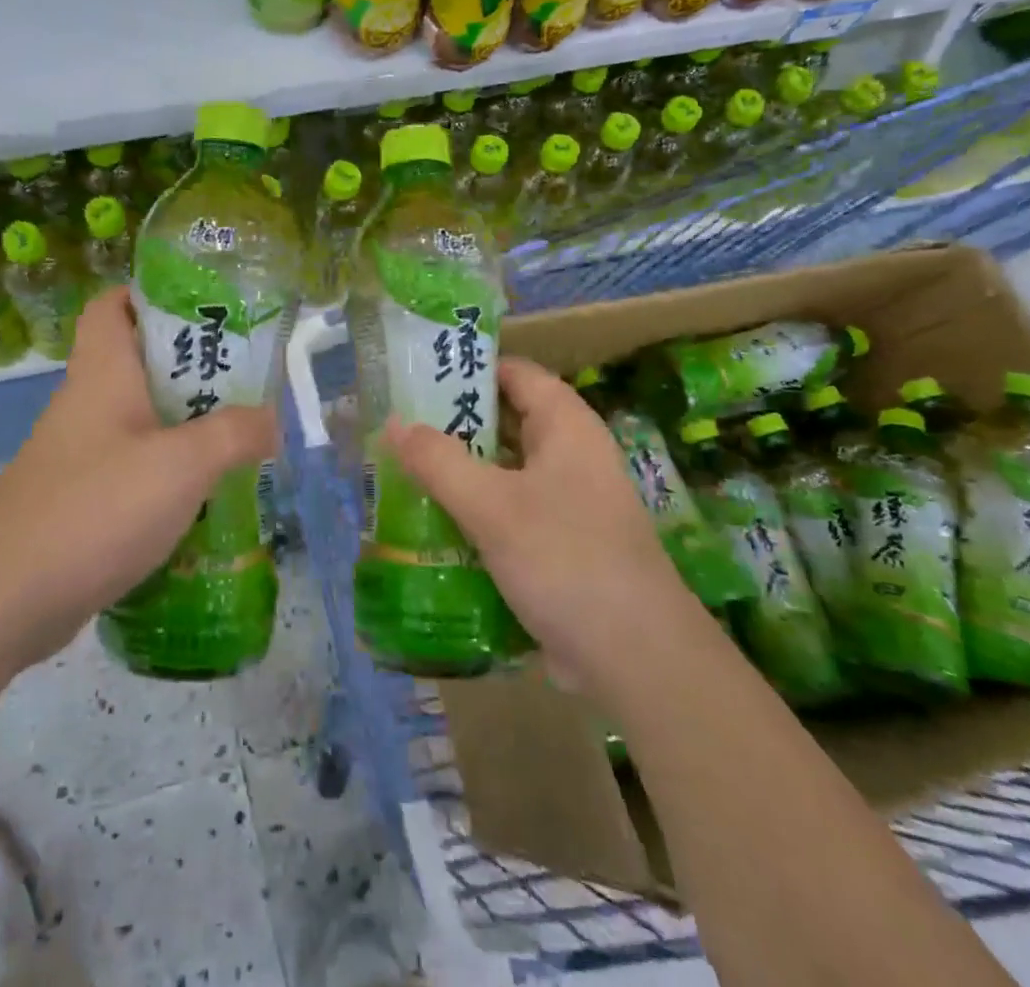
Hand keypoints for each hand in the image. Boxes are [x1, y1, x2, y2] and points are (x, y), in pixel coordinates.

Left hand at [0, 287, 277, 672]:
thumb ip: (235, 434)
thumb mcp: (182, 464)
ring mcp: (77, 453)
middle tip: (242, 380)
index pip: (112, 305)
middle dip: (190, 366)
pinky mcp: (77, 497)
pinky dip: (164, 471)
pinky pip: (130, 466)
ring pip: (138, 418)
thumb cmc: (97, 507)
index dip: (150, 295)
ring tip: (236, 436)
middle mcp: (86, 403)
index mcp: (102, 372)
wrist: (7, 598)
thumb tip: (271, 421)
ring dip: (183, 423)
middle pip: (136, 362)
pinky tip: (200, 496)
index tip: (202, 309)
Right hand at [385, 357, 698, 692]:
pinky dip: (473, 510)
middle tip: (396, 426)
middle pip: (504, 421)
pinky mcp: (559, 544)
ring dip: (458, 470)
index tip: (416, 375)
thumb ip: (438, 460)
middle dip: (452, 423)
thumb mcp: (492, 506)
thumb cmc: (566, 560)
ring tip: (400, 470)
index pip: (514, 373)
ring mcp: (566, 502)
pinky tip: (432, 522)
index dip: (468, 368)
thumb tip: (392, 421)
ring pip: (502, 470)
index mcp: (566, 427)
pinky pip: (507, 511)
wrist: (637, 660)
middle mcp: (569, 456)